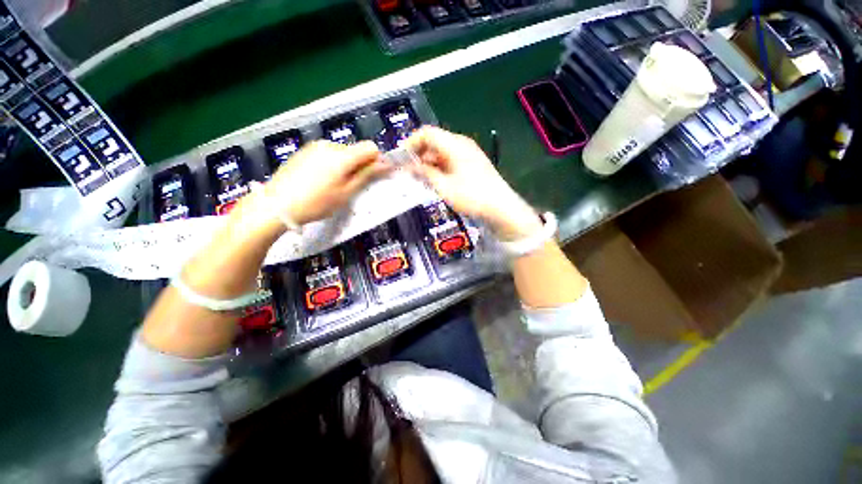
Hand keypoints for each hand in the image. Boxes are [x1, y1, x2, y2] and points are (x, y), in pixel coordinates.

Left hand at [262, 140, 390, 225]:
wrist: (276, 205)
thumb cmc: (316, 203)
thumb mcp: (346, 193)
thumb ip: (366, 176)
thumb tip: (385, 164)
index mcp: (342, 156)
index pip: (370, 147)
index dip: (376, 161)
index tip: (373, 176)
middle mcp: (329, 145)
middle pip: (356, 150)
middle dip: (360, 165)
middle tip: (352, 186)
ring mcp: (315, 146)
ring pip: (342, 152)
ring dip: (346, 165)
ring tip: (335, 184)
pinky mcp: (305, 151)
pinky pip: (328, 153)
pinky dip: (333, 164)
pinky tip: (322, 179)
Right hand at [404, 127, 541, 240]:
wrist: (501, 207)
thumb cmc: (471, 196)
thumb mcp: (444, 186)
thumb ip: (425, 173)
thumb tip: (409, 166)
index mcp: (455, 144)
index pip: (427, 133)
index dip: (411, 143)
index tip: (401, 159)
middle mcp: (461, 144)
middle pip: (434, 142)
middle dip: (419, 155)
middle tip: (408, 172)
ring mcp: (468, 154)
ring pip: (442, 152)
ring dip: (429, 163)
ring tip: (420, 180)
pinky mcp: (472, 164)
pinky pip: (450, 160)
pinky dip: (439, 168)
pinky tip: (435, 182)